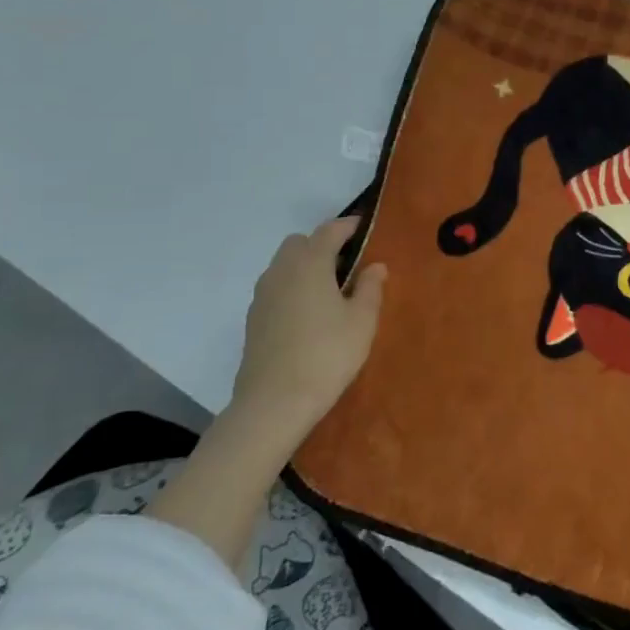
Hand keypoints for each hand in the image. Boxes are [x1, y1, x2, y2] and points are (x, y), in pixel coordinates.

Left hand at [232, 216, 386, 428]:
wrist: (274, 403)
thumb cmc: (327, 355)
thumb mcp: (362, 321)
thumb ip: (370, 287)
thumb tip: (375, 266)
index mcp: (310, 264)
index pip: (329, 231)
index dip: (348, 226)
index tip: (364, 227)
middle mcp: (281, 271)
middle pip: (300, 243)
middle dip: (322, 244)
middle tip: (347, 264)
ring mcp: (262, 295)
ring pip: (284, 265)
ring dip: (305, 266)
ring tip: (329, 290)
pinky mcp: (253, 318)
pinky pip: (276, 288)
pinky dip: (293, 287)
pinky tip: (308, 314)